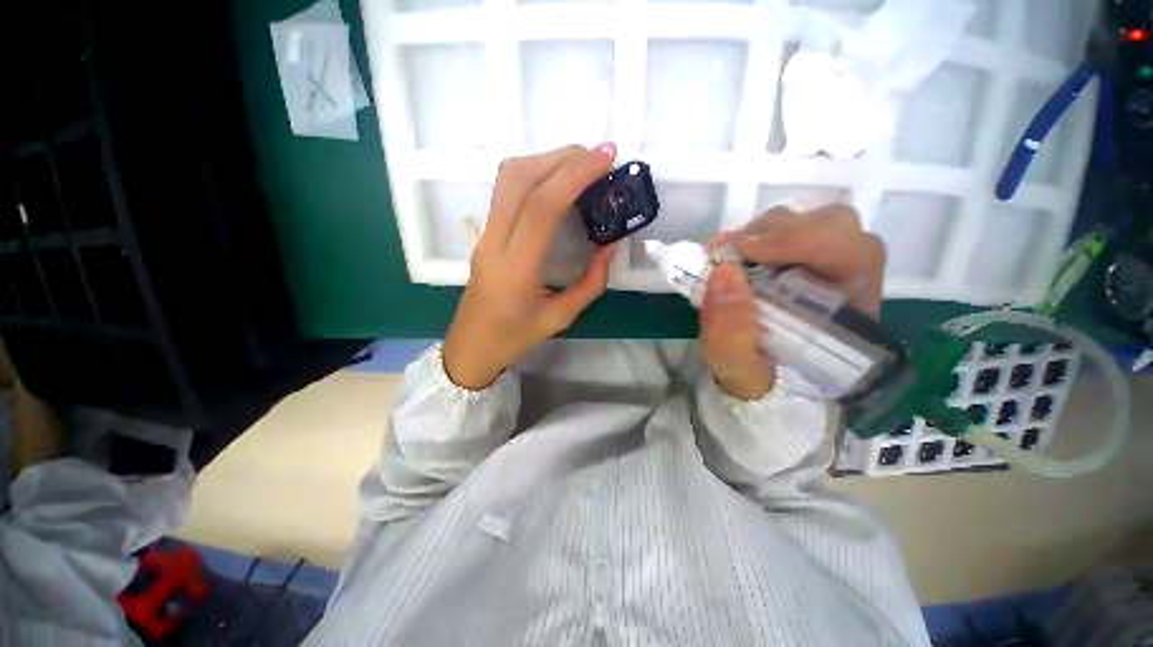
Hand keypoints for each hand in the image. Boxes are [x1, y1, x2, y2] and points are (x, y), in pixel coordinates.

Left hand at [443, 144, 617, 389]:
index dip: (574, 176)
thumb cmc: (515, 338)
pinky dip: (534, 173)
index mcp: (516, 269)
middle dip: (561, 158)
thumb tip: (610, 246)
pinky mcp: (485, 232)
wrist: (471, 346)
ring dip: (546, 160)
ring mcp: (485, 234)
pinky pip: (506, 190)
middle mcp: (495, 243)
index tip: (606, 159)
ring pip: (507, 178)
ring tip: (581, 164)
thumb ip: (591, 282)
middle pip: (519, 179)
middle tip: (599, 157)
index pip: (541, 208)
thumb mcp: (561, 317)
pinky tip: (557, 180)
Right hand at [700, 203, 885, 399]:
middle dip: (778, 232)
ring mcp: (822, 268)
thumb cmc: (755, 382)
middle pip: (835, 226)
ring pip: (806, 221)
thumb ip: (731, 333)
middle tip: (732, 252)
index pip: (855, 254)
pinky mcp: (797, 262)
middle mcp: (846, 283)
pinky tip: (729, 254)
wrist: (754, 383)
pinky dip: (751, 236)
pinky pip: (782, 231)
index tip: (744, 252)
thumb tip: (723, 272)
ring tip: (725, 255)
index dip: (802, 240)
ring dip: (761, 233)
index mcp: (851, 316)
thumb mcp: (737, 370)